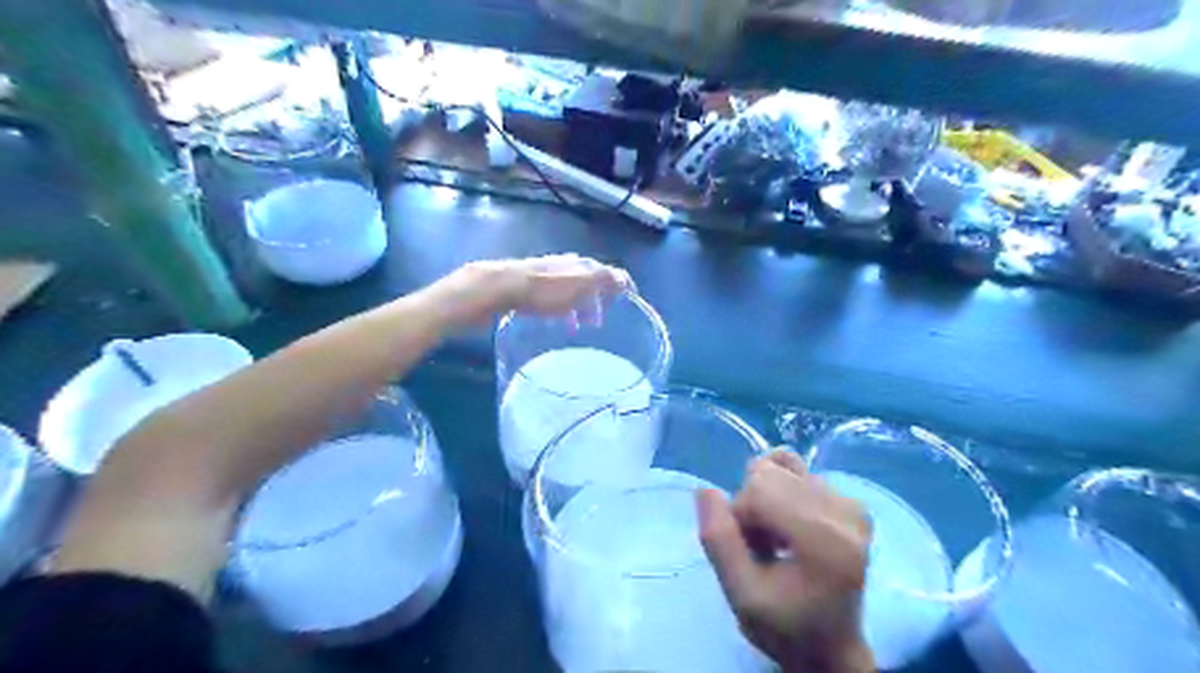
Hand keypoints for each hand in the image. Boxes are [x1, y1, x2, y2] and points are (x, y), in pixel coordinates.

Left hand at [438, 252, 631, 324]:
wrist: (501, 287)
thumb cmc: (544, 291)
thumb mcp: (581, 286)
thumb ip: (605, 281)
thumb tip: (625, 280)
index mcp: (583, 265)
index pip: (611, 273)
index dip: (622, 287)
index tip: (628, 303)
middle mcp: (568, 265)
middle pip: (591, 281)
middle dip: (598, 301)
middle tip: (599, 323)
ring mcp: (548, 272)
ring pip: (572, 290)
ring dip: (579, 307)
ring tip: (578, 328)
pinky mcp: (530, 283)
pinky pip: (554, 297)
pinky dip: (562, 309)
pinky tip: (555, 321)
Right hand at [695, 453, 872, 672]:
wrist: (831, 650)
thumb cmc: (784, 628)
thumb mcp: (740, 594)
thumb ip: (719, 540)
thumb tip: (704, 490)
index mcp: (824, 540)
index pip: (760, 488)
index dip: (739, 514)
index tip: (746, 550)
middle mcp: (845, 513)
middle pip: (770, 473)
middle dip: (752, 504)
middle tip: (759, 547)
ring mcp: (852, 505)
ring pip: (782, 468)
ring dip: (766, 499)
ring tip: (775, 538)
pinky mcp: (854, 503)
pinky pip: (798, 473)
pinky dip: (783, 493)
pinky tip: (789, 526)